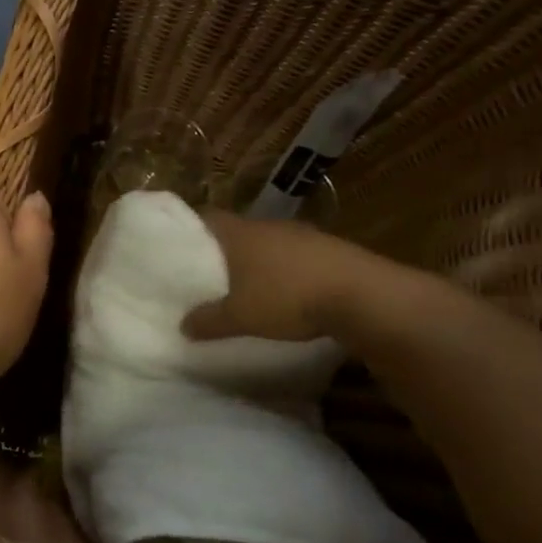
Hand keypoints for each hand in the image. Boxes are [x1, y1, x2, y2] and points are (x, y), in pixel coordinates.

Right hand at [182, 212, 392, 341]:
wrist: (364, 296)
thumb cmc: (287, 298)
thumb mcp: (240, 317)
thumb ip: (208, 320)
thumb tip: (183, 325)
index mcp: (240, 233)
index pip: (205, 217)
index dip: (189, 230)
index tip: (177, 246)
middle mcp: (268, 226)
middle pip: (237, 231)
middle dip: (223, 250)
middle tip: (208, 272)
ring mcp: (302, 235)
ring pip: (268, 243)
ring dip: (257, 260)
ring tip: (246, 285)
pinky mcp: (330, 249)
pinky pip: (295, 256)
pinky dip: (285, 270)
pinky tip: (286, 292)